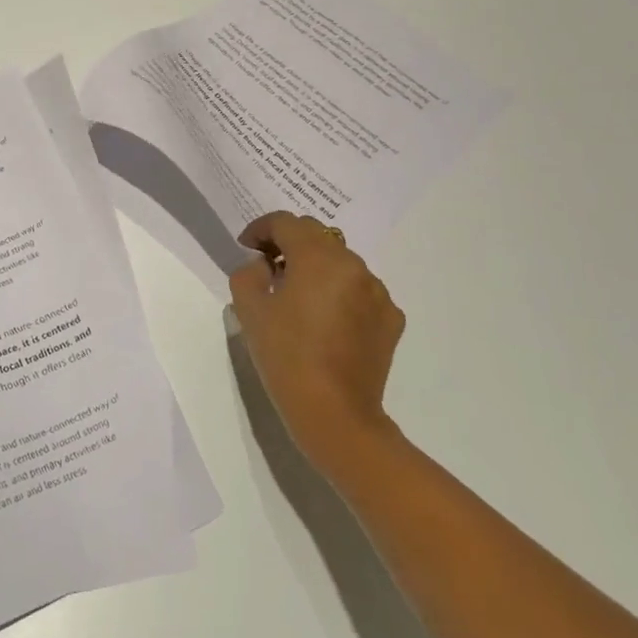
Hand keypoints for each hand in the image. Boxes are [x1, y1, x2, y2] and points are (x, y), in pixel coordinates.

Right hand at [229, 212, 404, 482]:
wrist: (335, 415)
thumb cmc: (286, 357)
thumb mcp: (250, 310)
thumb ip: (249, 273)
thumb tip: (264, 266)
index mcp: (319, 257)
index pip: (286, 222)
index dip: (261, 228)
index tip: (246, 247)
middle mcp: (354, 265)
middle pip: (317, 236)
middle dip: (290, 243)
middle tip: (268, 266)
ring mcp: (378, 292)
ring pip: (341, 262)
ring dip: (317, 267)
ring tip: (297, 295)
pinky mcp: (391, 319)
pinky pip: (360, 290)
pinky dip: (340, 293)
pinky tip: (325, 320)